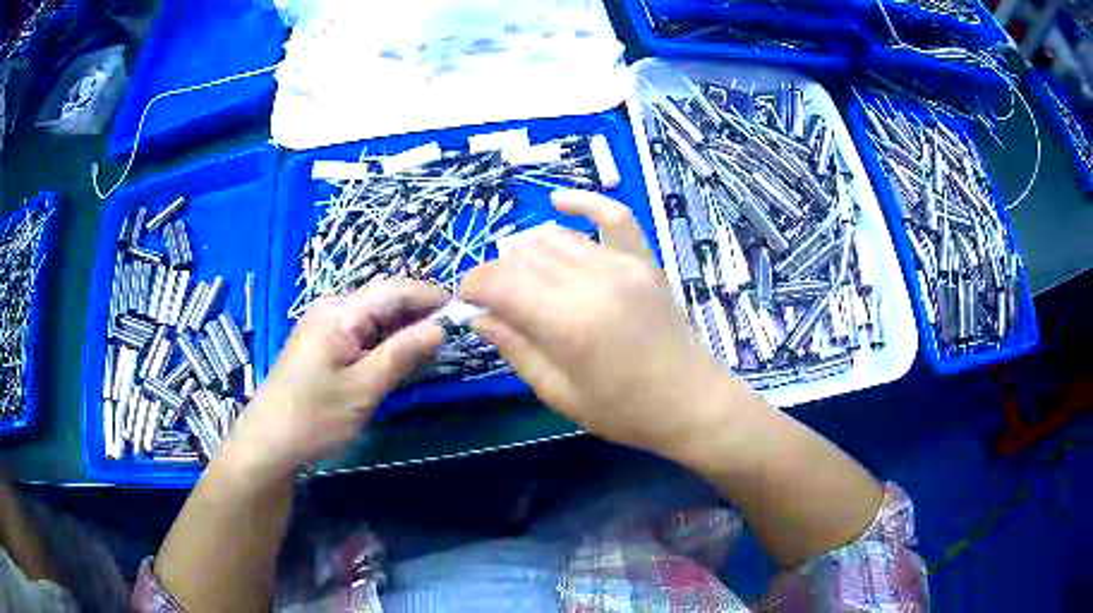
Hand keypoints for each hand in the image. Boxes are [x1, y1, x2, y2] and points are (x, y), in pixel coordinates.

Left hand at [227, 279, 449, 477]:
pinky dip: (384, 343)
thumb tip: (440, 328)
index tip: (462, 312)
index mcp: (340, 313)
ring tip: (429, 353)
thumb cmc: (315, 417)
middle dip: (418, 315)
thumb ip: (402, 355)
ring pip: (374, 318)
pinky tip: (398, 361)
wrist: (269, 442)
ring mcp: (324, 326)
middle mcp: (331, 309)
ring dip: (402, 331)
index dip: (430, 297)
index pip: (394, 290)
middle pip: (384, 300)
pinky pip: (360, 333)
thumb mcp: (363, 389)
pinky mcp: (322, 344)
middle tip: (449, 340)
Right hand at [461, 190, 745, 460]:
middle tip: (495, 299)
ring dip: (527, 252)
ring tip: (522, 276)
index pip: (500, 282)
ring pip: (556, 237)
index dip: (473, 286)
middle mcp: (591, 282)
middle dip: (496, 273)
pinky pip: (613, 216)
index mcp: (567, 323)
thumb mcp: (559, 394)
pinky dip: (584, 202)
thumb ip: (516, 350)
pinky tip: (558, 202)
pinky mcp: (643, 260)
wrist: (691, 402)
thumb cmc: (624, 410)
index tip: (467, 301)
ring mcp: (621, 265)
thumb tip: (479, 318)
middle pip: (523, 257)